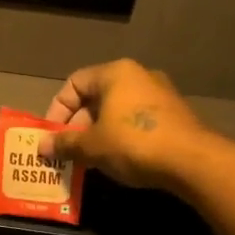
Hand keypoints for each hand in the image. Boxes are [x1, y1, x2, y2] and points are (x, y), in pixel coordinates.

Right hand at [41, 58, 205, 188]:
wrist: (193, 161)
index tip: (52, 134)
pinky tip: (116, 159)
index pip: (74, 83)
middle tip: (68, 149)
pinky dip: (120, 136)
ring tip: (88, 158)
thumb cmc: (133, 143)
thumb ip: (64, 143)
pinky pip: (136, 121)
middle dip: (77, 125)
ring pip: (116, 110)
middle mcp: (138, 76)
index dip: (57, 109)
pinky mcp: (174, 115)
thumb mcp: (91, 145)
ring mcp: (160, 94)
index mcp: (115, 73)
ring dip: (97, 132)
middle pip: (95, 97)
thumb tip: (42, 146)